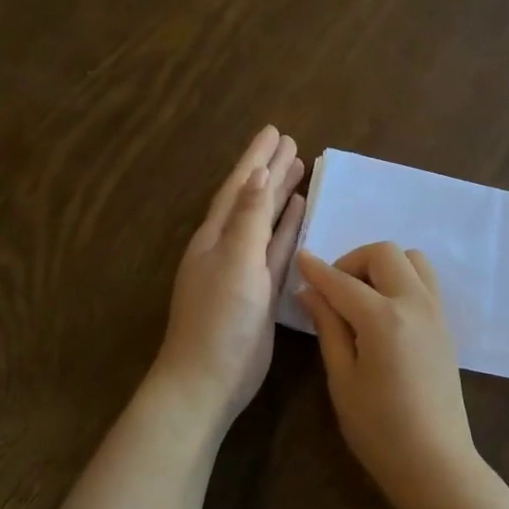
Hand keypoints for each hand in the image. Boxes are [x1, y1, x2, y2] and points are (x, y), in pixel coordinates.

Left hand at [153, 126, 304, 427]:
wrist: (209, 378)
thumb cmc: (219, 317)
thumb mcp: (235, 261)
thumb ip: (250, 218)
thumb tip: (259, 174)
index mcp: (215, 235)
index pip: (240, 186)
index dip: (256, 158)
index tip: (274, 130)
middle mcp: (228, 245)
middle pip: (253, 197)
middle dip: (270, 169)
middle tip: (291, 142)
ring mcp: (245, 268)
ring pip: (266, 221)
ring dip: (281, 195)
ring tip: (299, 168)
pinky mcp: (261, 290)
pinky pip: (276, 248)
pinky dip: (287, 228)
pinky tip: (299, 213)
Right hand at [295, 242, 480, 508]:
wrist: (435, 462)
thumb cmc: (379, 429)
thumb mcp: (342, 379)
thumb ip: (328, 327)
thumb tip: (309, 292)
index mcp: (384, 318)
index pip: (342, 282)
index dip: (317, 270)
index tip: (299, 258)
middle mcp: (415, 303)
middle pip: (385, 253)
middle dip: (353, 261)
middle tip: (334, 291)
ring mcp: (436, 311)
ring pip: (412, 259)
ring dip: (383, 265)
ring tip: (362, 297)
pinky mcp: (446, 324)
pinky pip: (425, 280)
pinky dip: (401, 279)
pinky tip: (384, 312)